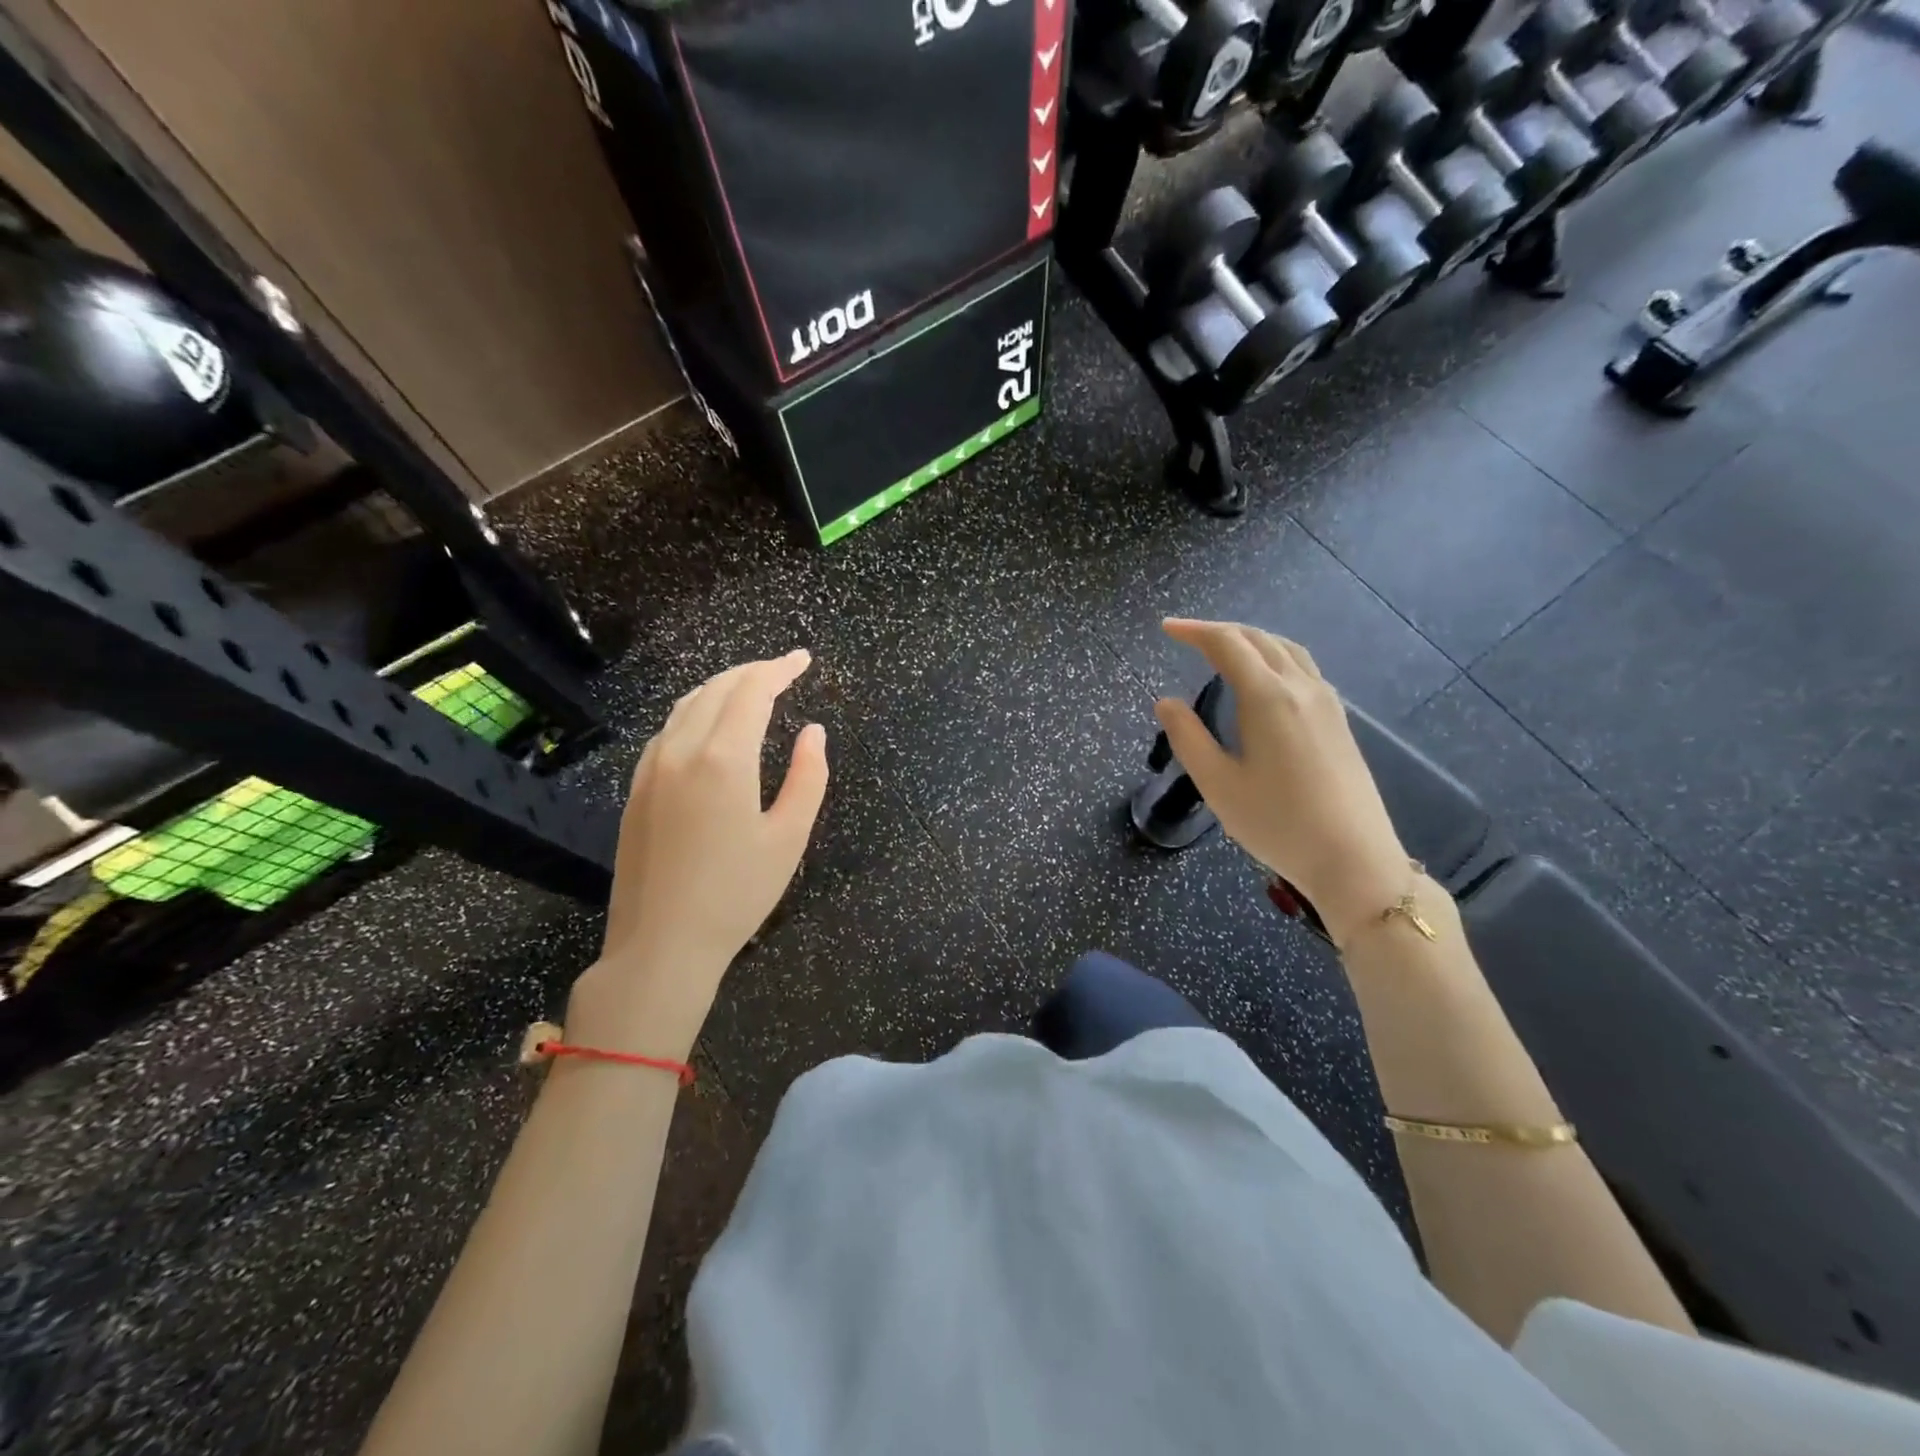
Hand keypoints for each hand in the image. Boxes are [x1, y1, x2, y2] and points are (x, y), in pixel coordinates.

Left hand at [567, 650, 829, 1059]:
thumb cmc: (736, 894)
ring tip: (751, 688)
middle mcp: (681, 751)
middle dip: (753, 671)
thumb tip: (814, 732)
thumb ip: (808, 777)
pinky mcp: (636, 788)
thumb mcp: (789, 838)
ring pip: (686, 705)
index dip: (779, 669)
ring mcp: (651, 768)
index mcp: (723, 759)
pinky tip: (709, 725)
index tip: (803, 660)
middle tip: (784, 670)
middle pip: (717, 689)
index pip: (752, 692)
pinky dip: (695, 711)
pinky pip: (668, 730)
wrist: (660, 944)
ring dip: (722, 687)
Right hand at [1154, 619, 1409, 943]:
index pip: (1227, 644)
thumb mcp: (1218, 784)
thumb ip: (1188, 737)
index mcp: (1269, 697)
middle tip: (1187, 637)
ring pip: (1287, 650)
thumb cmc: (1277, 823)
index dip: (1194, 631)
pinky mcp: (1339, 721)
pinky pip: (1304, 668)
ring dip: (1252, 640)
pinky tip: (1265, 680)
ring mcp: (1327, 703)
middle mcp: (1301, 688)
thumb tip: (1166, 701)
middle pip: (1260, 639)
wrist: (1353, 858)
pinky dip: (1275, 657)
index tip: (1166, 628)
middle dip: (1221, 631)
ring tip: (1224, 649)